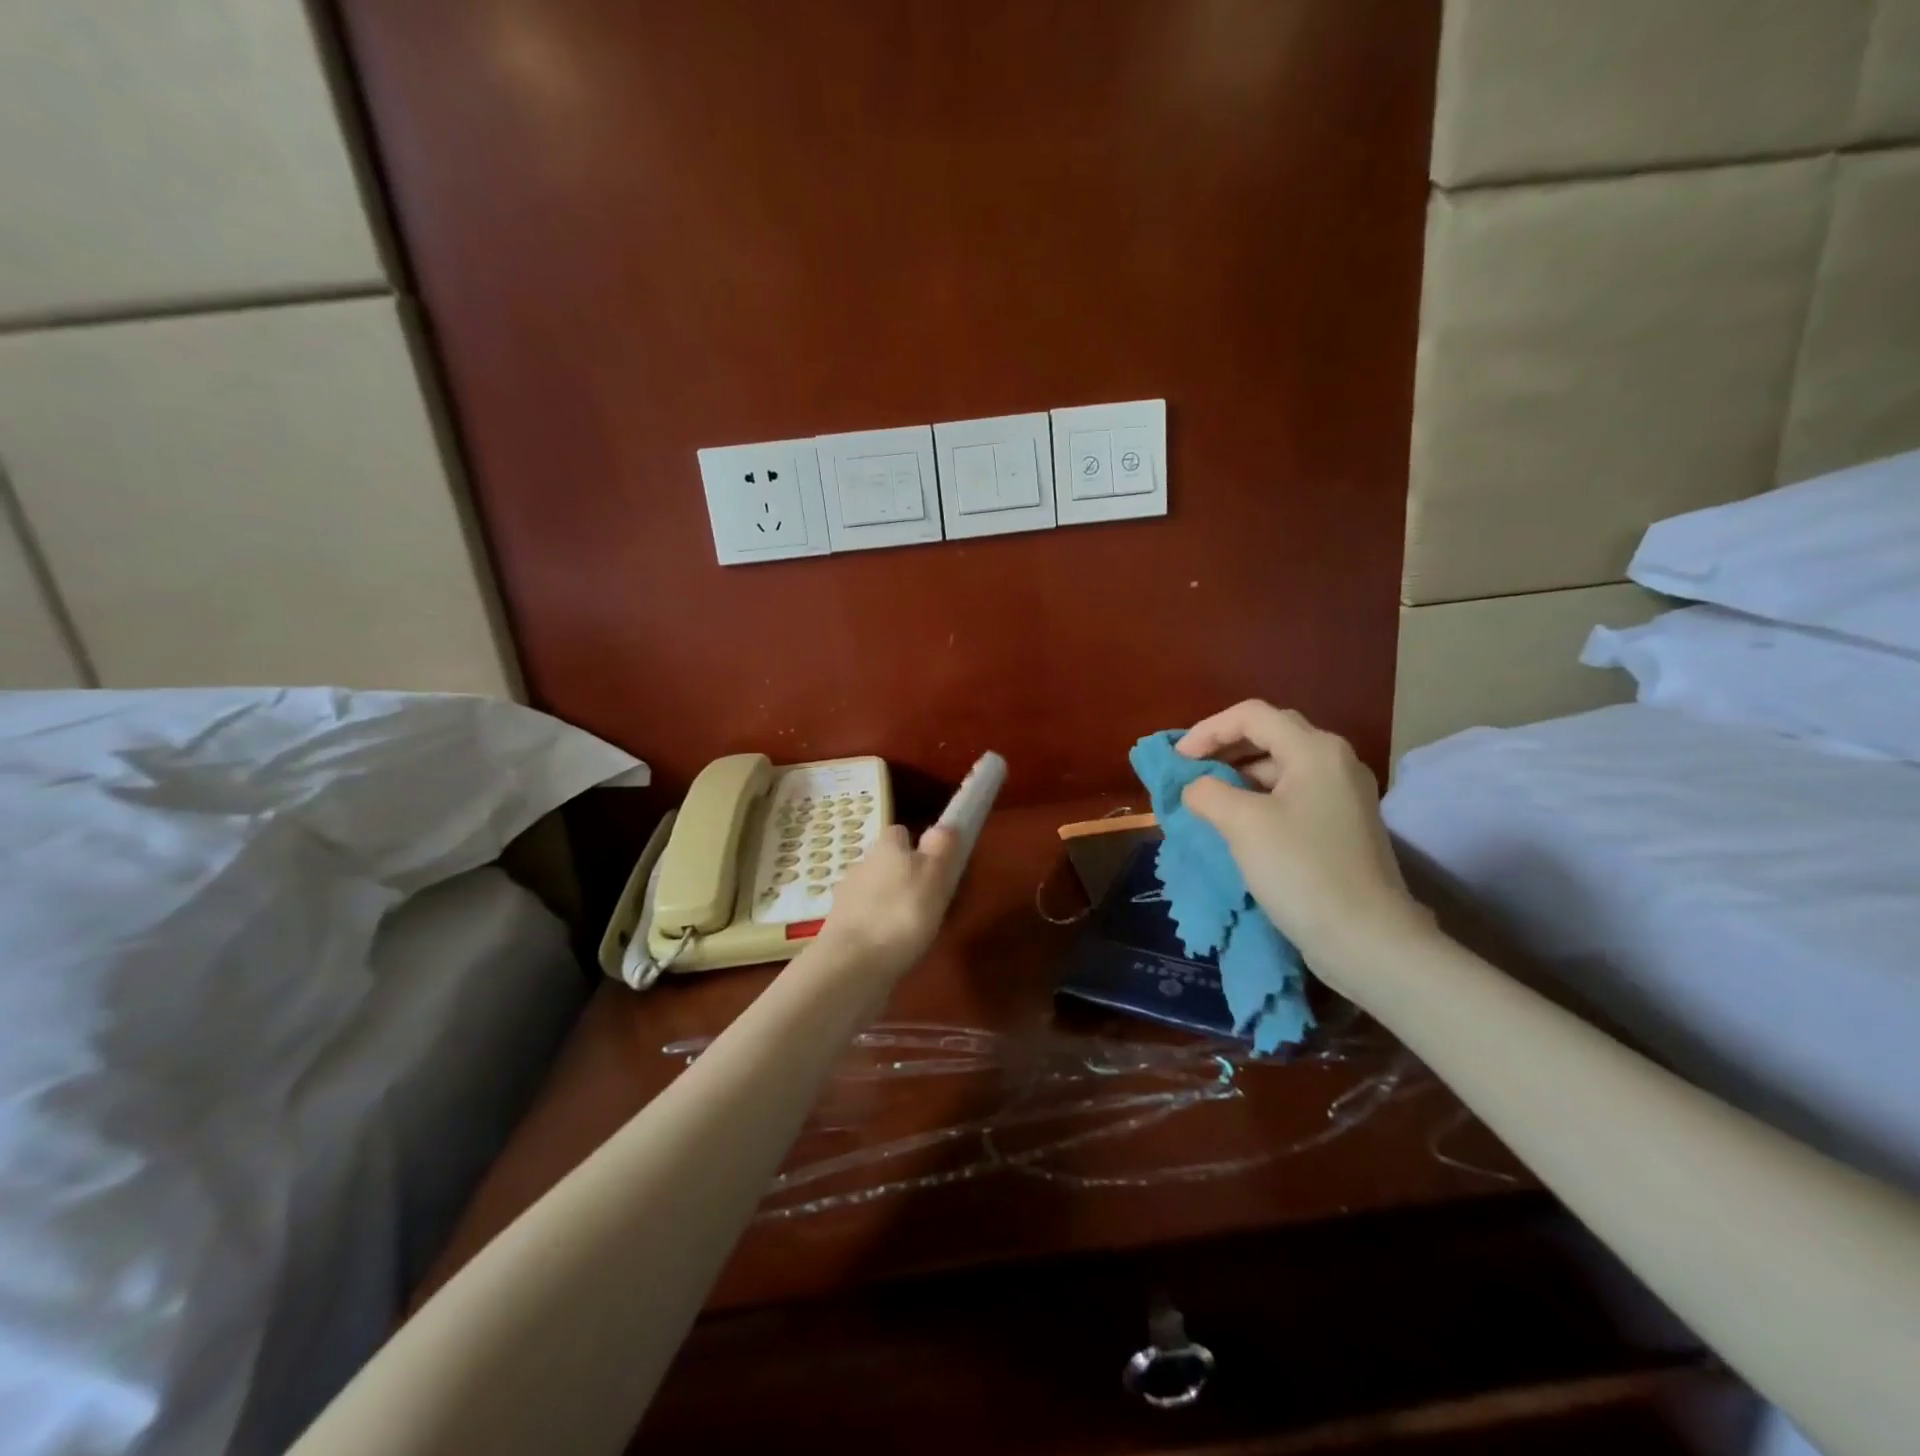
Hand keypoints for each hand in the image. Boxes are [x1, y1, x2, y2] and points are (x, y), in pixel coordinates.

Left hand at [810, 823, 963, 985]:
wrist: (853, 963)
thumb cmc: (903, 914)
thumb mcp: (935, 877)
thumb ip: (942, 848)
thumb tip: (945, 824)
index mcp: (887, 846)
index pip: (901, 833)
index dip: (917, 847)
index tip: (934, 868)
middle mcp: (862, 862)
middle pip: (886, 861)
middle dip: (902, 876)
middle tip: (926, 902)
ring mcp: (846, 894)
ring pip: (873, 889)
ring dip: (888, 901)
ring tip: (909, 928)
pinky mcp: (838, 924)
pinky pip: (863, 916)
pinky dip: (874, 925)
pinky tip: (888, 945)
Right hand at [1176, 701, 1428, 976]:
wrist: (1366, 939)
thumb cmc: (1301, 870)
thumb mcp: (1242, 823)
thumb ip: (1207, 792)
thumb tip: (1196, 788)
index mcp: (1315, 750)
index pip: (1251, 716)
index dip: (1207, 730)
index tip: (1177, 761)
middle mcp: (1335, 762)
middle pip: (1269, 735)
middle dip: (1223, 749)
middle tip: (1189, 772)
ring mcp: (1343, 795)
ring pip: (1280, 767)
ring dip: (1238, 776)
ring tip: (1205, 801)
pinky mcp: (1342, 826)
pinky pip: (1292, 795)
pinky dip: (1258, 799)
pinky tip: (1236, 824)